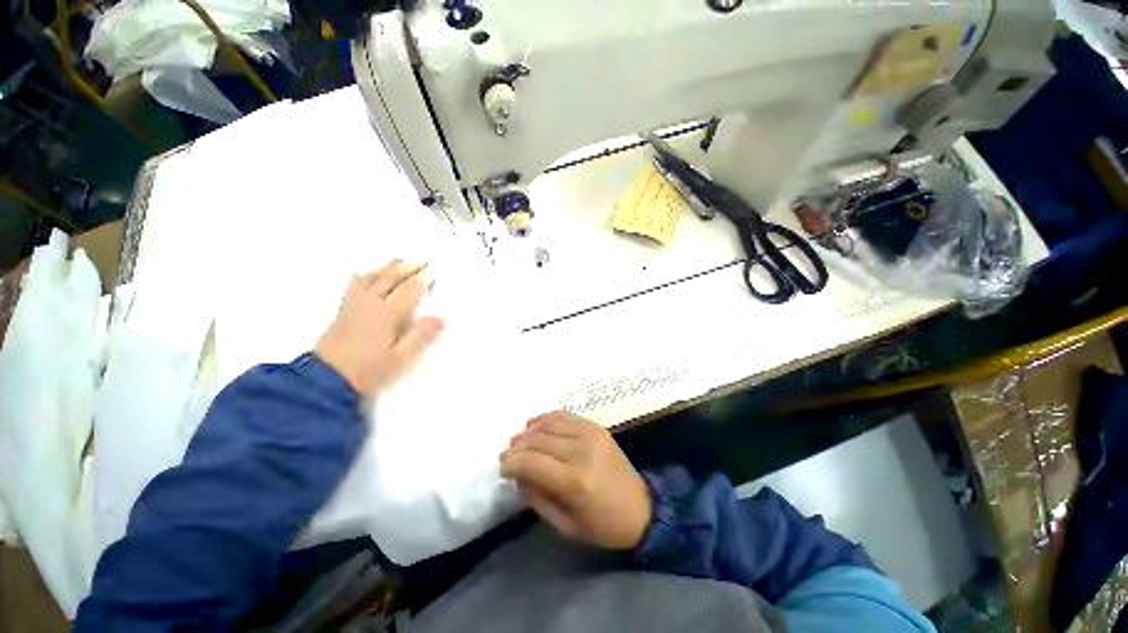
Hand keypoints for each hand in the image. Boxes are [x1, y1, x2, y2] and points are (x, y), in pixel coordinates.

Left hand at [314, 260, 443, 399]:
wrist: (326, 379)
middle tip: (422, 261)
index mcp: (387, 313)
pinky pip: (353, 286)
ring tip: (398, 259)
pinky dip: (361, 276)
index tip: (434, 271)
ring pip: (372, 278)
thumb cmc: (369, 370)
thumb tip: (441, 317)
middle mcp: (371, 303)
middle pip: (391, 279)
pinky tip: (362, 272)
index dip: (423, 279)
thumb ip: (421, 336)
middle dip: (407, 268)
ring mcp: (354, 305)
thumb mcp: (401, 358)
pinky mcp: (343, 310)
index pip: (409, 290)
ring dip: (387, 267)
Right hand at [500, 412, 651, 549]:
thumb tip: (517, 474)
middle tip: (507, 455)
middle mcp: (582, 451)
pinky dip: (546, 418)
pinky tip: (535, 425)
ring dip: (529, 431)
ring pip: (549, 424)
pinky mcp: (597, 427)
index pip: (532, 462)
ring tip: (519, 440)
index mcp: (575, 481)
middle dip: (517, 446)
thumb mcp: (565, 525)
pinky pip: (565, 416)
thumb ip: (536, 498)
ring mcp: (591, 434)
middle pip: (538, 440)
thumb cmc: (602, 525)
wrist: (641, 508)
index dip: (512, 463)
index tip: (502, 468)